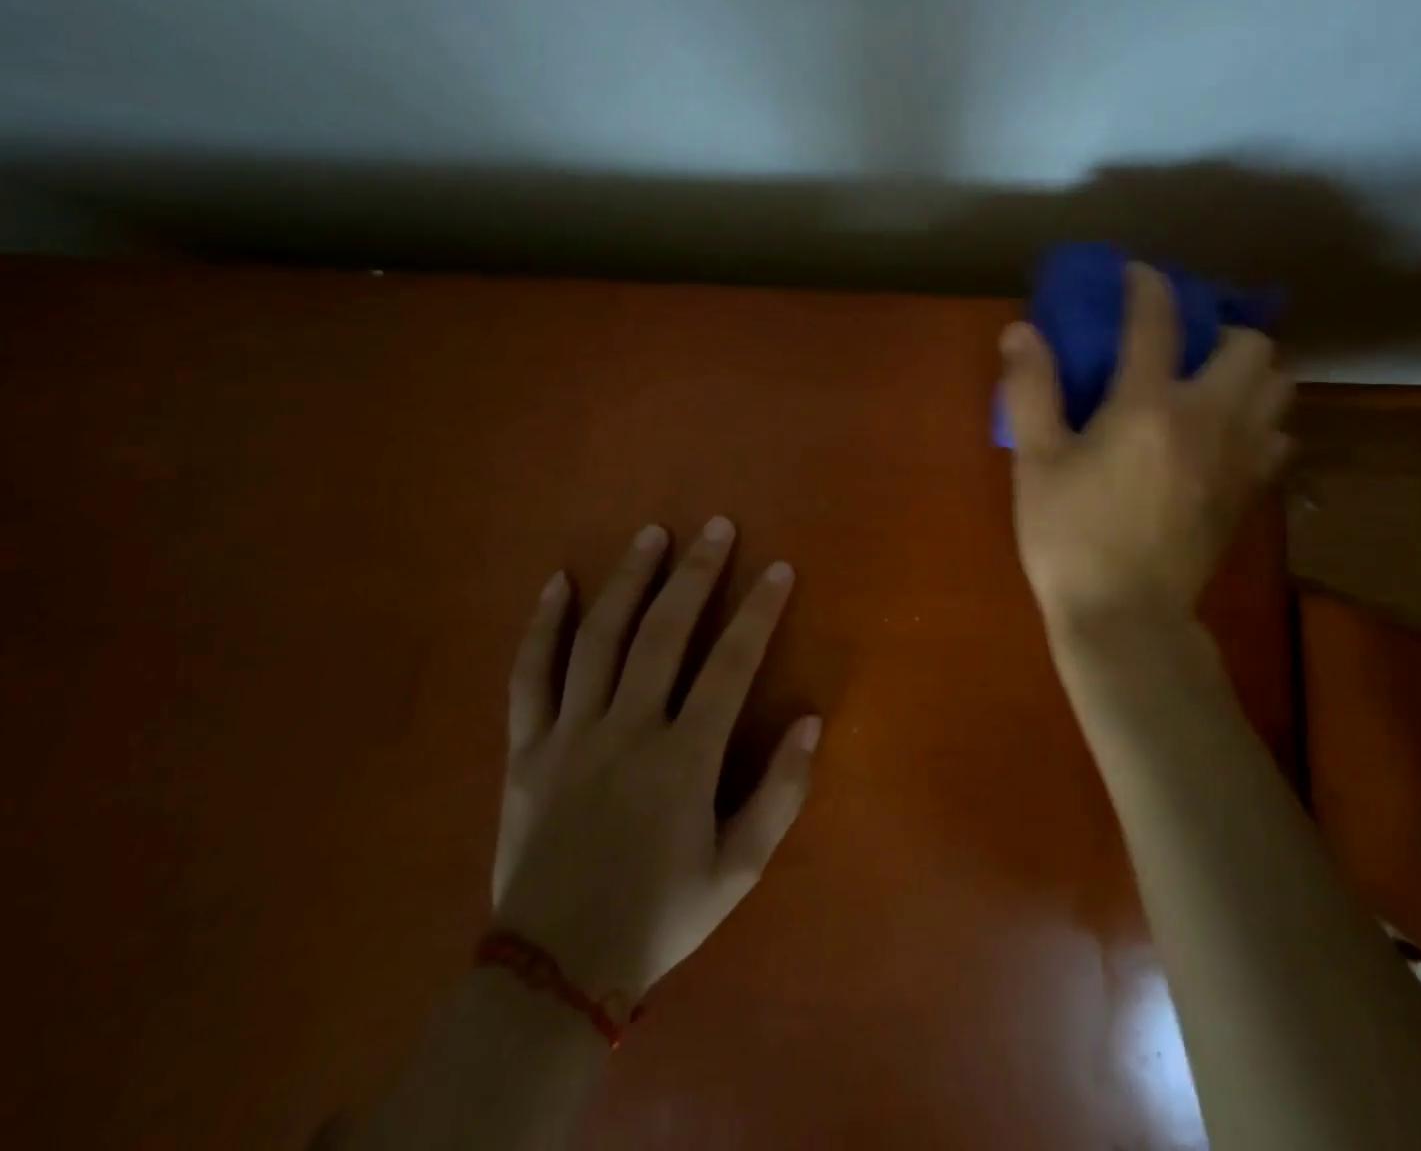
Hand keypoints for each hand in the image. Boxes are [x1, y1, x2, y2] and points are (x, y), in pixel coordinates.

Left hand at [490, 517, 820, 1008]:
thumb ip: (781, 793)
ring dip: (628, 581)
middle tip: (717, 527)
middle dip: (696, 574)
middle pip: (664, 633)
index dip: (759, 611)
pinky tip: (557, 583)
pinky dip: (542, 627)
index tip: (778, 569)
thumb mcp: (739, 870)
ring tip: (651, 535)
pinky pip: (529, 677)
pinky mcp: (526, 750)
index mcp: (683, 759)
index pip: (731, 665)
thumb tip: (811, 719)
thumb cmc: (660, 916)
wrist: (553, 975)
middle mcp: (626, 731)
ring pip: (599, 640)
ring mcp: (569, 736)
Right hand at [1000, 263, 1291, 629]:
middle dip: (1220, 330)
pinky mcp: (1250, 492)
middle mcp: (1208, 418)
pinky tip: (1225, 436)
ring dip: (1251, 372)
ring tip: (1211, 384)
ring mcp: (1239, 457)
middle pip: (1251, 345)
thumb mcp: (1036, 462)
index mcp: (1149, 405)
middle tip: (1184, 346)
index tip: (1136, 275)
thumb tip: (1022, 330)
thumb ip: (1032, 390)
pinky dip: (1260, 422)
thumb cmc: (1070, 538)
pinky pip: (1278, 437)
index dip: (1148, 285)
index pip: (1158, 319)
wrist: (1125, 619)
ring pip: (1279, 387)